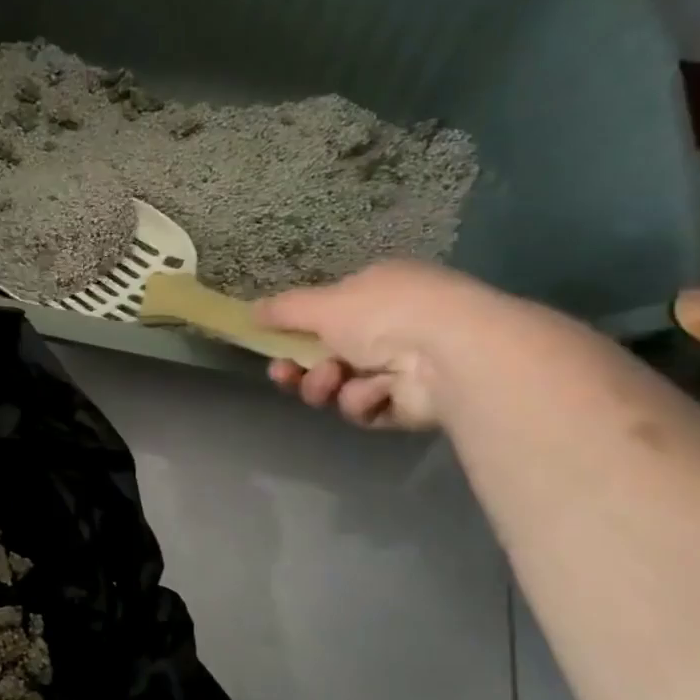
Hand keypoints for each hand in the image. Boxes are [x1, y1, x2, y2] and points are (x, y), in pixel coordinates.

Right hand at [255, 260, 512, 429]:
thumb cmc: (384, 315)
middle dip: (303, 368)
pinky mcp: (410, 404)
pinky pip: (367, 407)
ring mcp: (402, 367)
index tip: (273, 347)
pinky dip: (364, 401)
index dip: (296, 332)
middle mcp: (391, 327)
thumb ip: (282, 310)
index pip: (328, 313)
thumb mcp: (322, 304)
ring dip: (327, 385)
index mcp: (377, 292)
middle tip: (285, 375)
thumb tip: (249, 312)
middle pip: (328, 355)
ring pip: (340, 385)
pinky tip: (377, 392)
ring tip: (333, 381)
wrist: (449, 355)